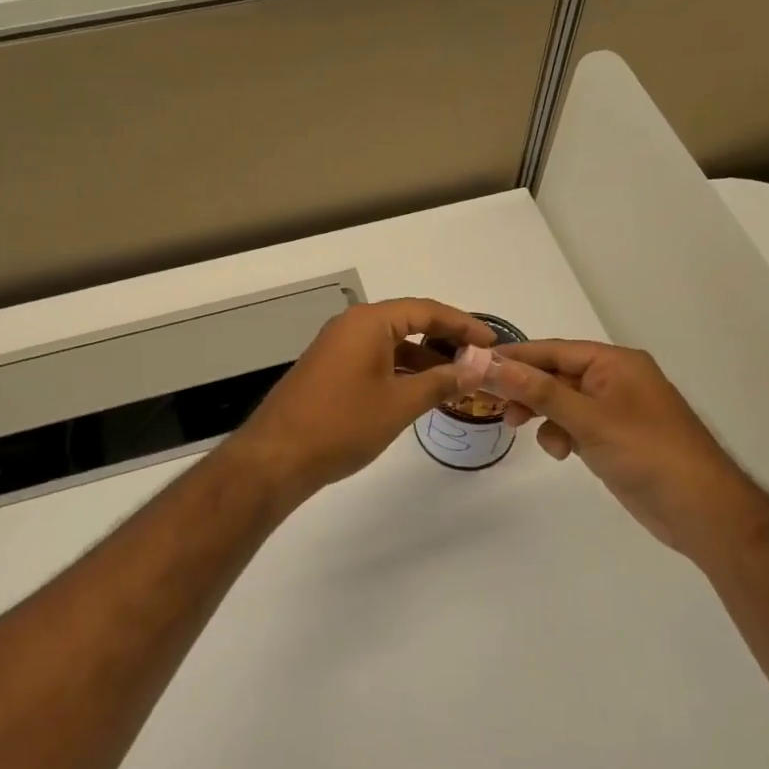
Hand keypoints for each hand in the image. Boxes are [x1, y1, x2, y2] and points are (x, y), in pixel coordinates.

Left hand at [229, 299, 497, 501]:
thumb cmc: (342, 425)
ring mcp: (337, 348)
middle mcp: (351, 326)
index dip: (463, 324)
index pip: (426, 310)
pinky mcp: (330, 370)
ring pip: (392, 344)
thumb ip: (442, 381)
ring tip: (458, 379)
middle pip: (409, 322)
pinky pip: (375, 360)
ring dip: (424, 358)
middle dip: (445, 340)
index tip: (492, 342)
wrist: (277, 458)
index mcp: (368, 322)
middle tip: (479, 360)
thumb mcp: (399, 403)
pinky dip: (401, 371)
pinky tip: (421, 391)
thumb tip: (479, 366)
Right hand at [480, 340, 754, 554]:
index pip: (554, 350)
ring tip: (521, 429)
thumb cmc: (648, 453)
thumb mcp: (589, 419)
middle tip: (494, 404)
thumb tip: (492, 364)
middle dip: (527, 389)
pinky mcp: (614, 438)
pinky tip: (562, 453)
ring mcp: (615, 410)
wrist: (701, 510)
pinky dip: (561, 434)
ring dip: (542, 414)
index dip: (516, 357)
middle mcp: (615, 380)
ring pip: (562, 402)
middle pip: (556, 374)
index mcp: (616, 363)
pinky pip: (575, 425)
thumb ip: (540, 391)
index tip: (476, 363)